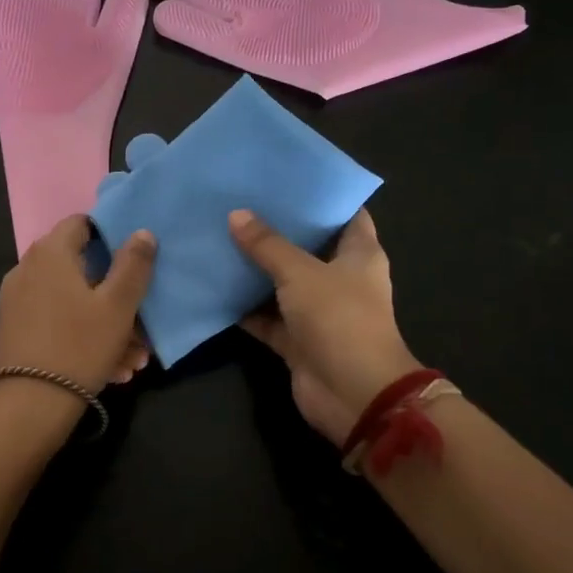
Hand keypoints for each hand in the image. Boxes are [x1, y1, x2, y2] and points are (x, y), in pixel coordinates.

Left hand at [0, 215, 154, 402]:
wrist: (27, 407)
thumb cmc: (79, 346)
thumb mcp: (118, 306)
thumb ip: (133, 265)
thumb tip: (142, 231)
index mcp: (50, 253)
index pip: (82, 223)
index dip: (112, 235)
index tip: (136, 261)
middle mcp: (27, 269)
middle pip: (81, 268)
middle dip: (116, 294)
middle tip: (142, 324)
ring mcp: (17, 301)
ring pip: (73, 302)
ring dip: (106, 324)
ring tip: (132, 359)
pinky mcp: (15, 330)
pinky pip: (57, 323)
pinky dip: (83, 337)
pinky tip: (110, 369)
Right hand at [230, 207, 421, 443]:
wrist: (353, 395)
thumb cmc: (339, 319)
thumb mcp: (301, 273)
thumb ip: (268, 245)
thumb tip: (236, 215)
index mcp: (359, 254)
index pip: (344, 213)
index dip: (319, 195)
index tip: (285, 177)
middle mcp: (340, 278)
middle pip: (306, 246)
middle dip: (276, 229)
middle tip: (238, 202)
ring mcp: (318, 311)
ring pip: (282, 282)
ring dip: (255, 268)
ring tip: (219, 236)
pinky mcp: (297, 339)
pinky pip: (266, 316)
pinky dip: (244, 307)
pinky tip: (214, 285)